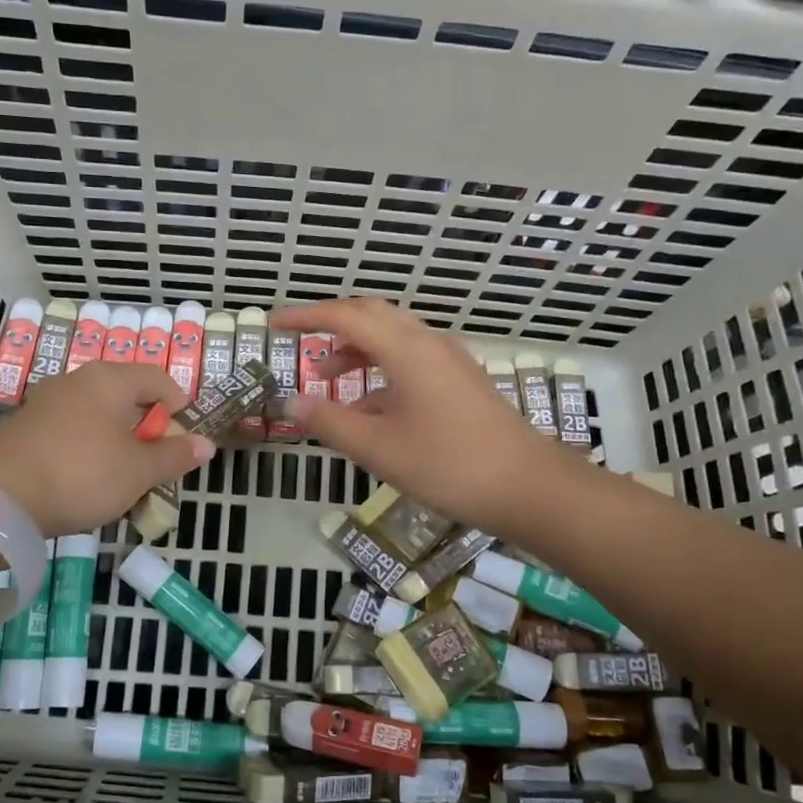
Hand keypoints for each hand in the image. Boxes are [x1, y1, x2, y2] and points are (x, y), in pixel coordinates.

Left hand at [0, 362, 212, 536]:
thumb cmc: (82, 473)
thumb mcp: (138, 471)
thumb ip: (174, 456)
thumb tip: (206, 444)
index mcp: (110, 379)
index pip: (157, 378)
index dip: (178, 404)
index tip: (185, 435)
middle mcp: (77, 380)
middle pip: (125, 396)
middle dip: (146, 428)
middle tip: (156, 462)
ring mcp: (46, 402)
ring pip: (97, 416)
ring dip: (116, 442)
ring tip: (123, 477)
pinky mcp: (25, 428)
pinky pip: (71, 431)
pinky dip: (88, 450)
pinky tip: (86, 480)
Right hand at [271, 299, 566, 535]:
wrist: (528, 486)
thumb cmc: (448, 465)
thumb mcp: (378, 448)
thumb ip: (329, 421)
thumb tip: (289, 401)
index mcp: (406, 349)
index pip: (346, 316)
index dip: (306, 316)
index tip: (275, 323)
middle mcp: (429, 343)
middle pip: (373, 316)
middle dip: (332, 325)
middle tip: (300, 341)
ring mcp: (450, 361)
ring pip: (394, 338)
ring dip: (357, 349)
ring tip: (326, 377)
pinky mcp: (461, 382)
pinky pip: (411, 360)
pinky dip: (381, 370)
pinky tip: (369, 407)